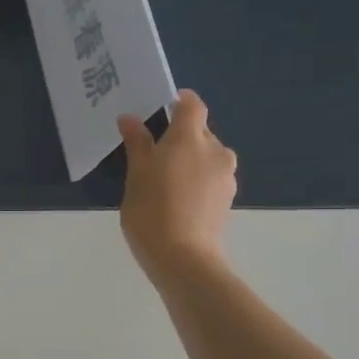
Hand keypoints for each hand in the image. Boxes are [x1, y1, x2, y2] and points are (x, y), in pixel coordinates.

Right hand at [116, 90, 236, 286]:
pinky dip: (196, 179)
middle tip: (152, 154)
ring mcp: (226, 175)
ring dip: (188, 160)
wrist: (183, 257)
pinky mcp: (227, 197)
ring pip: (206, 156)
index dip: (179, 102)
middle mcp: (215, 149)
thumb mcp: (136, 175)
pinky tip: (177, 200)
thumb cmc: (152, 210)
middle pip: (199, 131)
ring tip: (164, 181)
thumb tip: (130, 119)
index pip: (192, 105)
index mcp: (190, 138)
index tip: (161, 108)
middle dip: (179, 137)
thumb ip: (137, 143)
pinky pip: (210, 177)